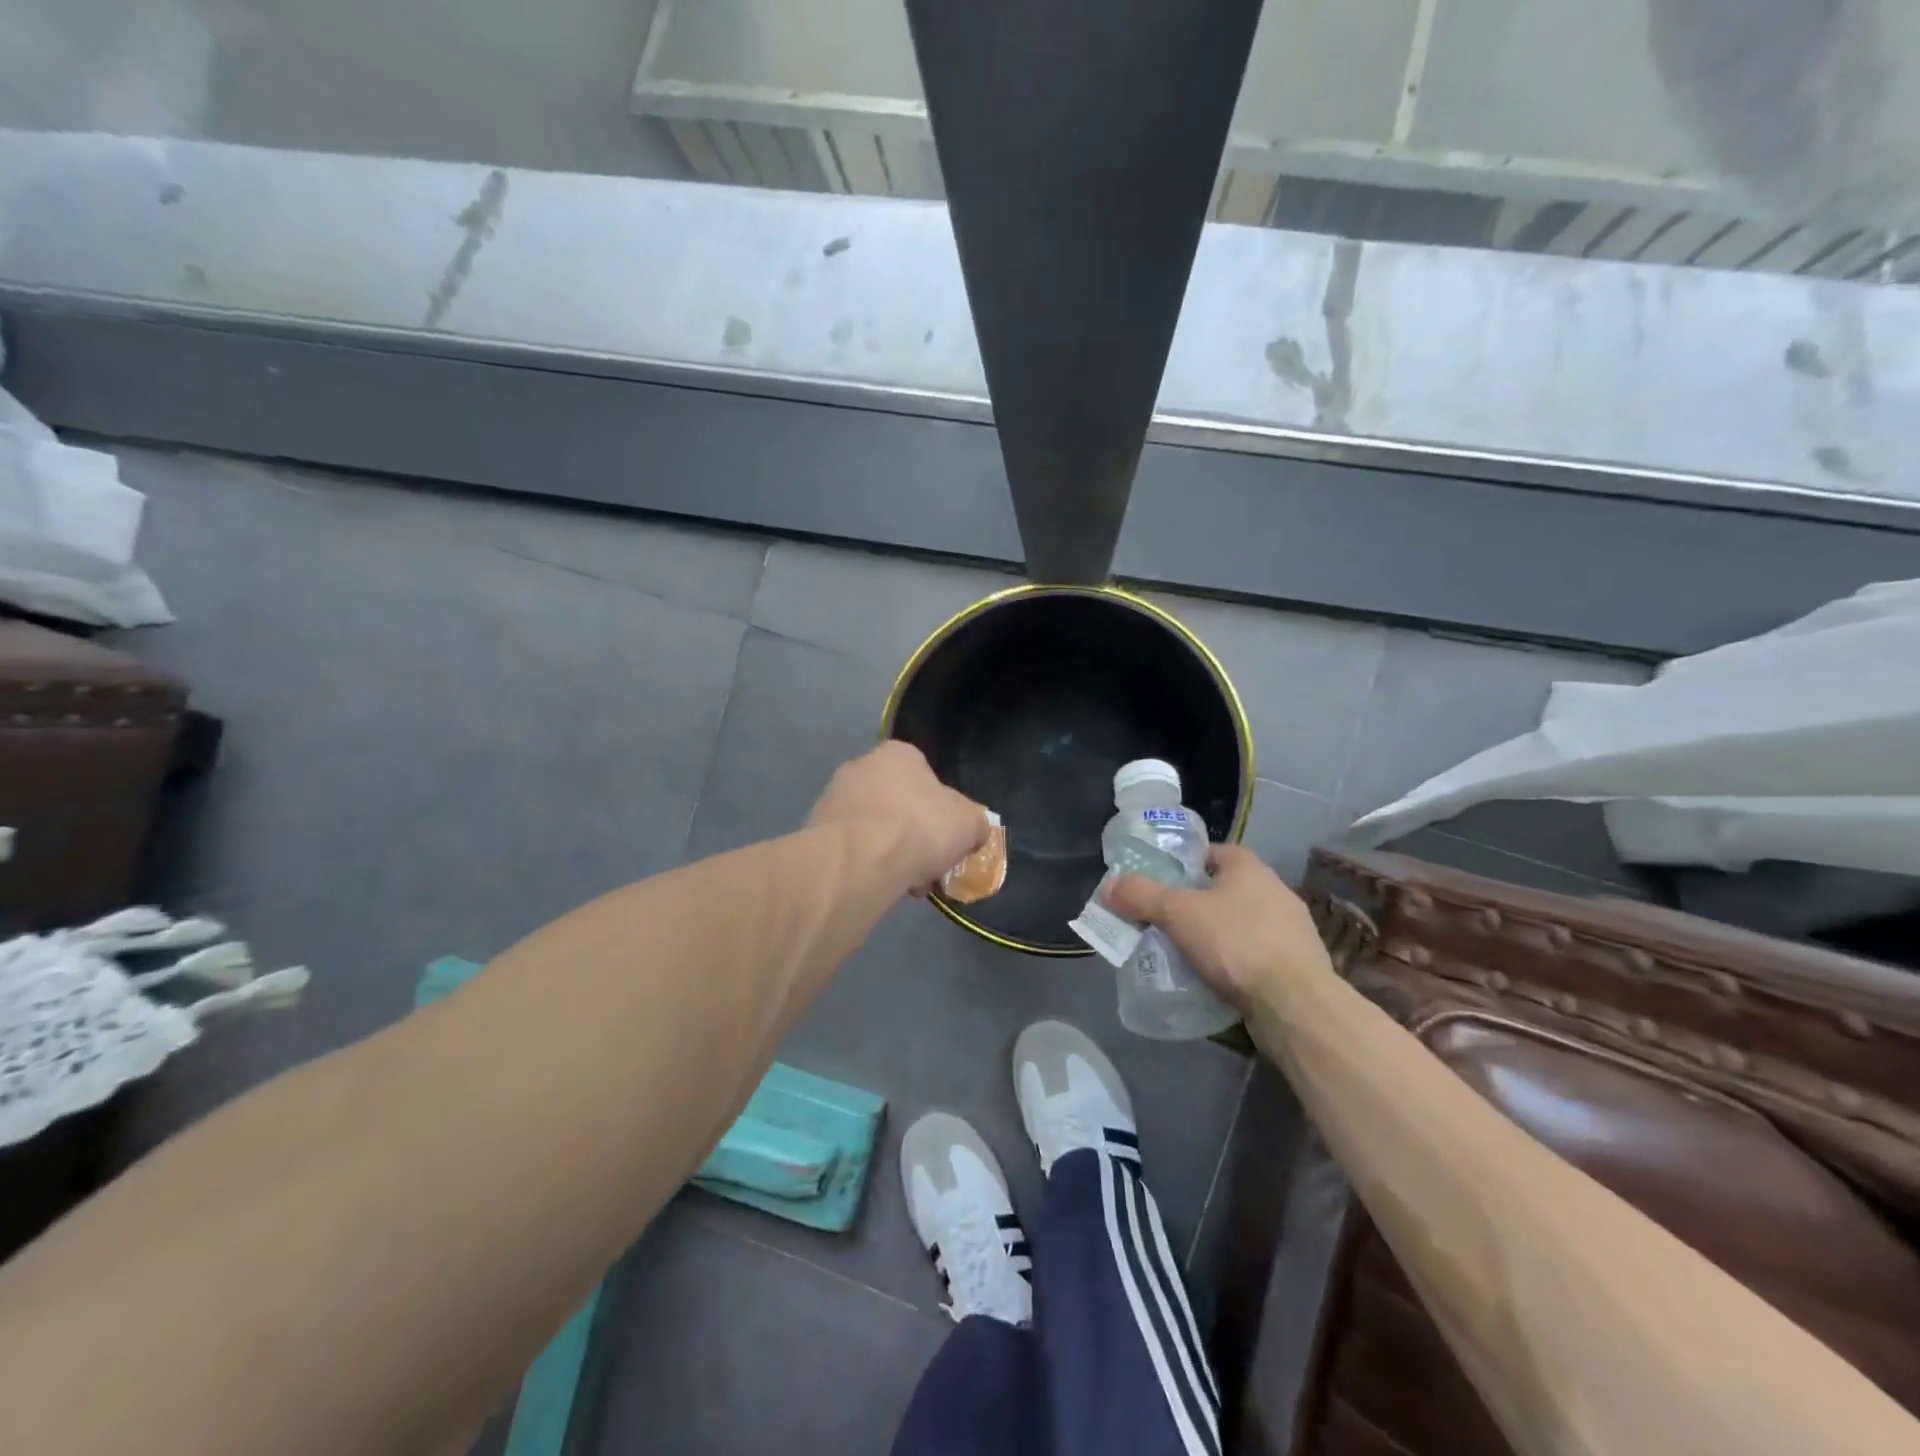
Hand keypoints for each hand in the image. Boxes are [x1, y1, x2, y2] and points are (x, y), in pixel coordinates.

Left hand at [809, 742, 990, 893]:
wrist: (858, 860)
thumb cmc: (919, 828)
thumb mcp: (969, 824)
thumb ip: (975, 823)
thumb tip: (974, 830)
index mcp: (899, 753)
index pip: (925, 776)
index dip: (940, 811)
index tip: (946, 841)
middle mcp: (861, 765)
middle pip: (897, 803)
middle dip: (913, 835)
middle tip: (926, 865)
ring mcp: (833, 796)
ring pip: (872, 827)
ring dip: (889, 852)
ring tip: (903, 883)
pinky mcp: (814, 829)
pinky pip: (850, 848)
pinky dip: (864, 864)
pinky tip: (877, 885)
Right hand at [1105, 845, 1330, 1012]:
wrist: (1295, 1005)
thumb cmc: (1235, 943)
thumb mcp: (1176, 914)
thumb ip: (1140, 896)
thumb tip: (1109, 887)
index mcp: (1250, 868)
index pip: (1213, 852)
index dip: (1186, 863)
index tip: (1162, 883)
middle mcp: (1276, 891)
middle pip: (1227, 888)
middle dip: (1198, 902)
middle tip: (1167, 919)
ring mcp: (1292, 930)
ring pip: (1243, 922)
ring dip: (1218, 933)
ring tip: (1187, 952)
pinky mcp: (1298, 966)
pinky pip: (1257, 954)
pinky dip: (1236, 961)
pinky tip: (1217, 978)